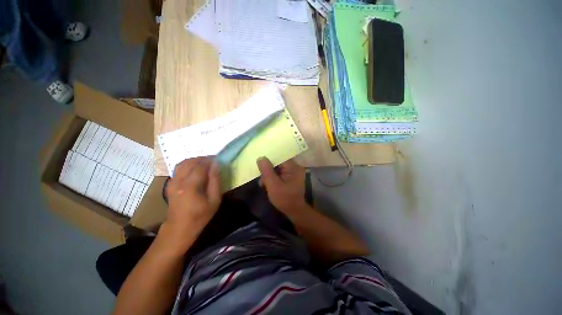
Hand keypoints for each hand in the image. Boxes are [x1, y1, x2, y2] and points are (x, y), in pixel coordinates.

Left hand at [164, 157, 221, 242]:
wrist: (179, 228)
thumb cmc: (200, 215)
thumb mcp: (214, 200)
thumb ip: (215, 181)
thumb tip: (216, 165)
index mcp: (190, 186)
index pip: (200, 166)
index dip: (210, 160)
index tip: (218, 158)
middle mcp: (179, 181)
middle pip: (190, 162)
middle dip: (202, 158)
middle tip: (212, 160)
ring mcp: (172, 182)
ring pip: (182, 163)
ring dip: (194, 160)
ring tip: (204, 163)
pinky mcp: (170, 184)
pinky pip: (178, 168)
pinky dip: (188, 165)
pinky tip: (195, 170)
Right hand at [257, 157, 306, 212]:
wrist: (294, 211)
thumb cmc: (284, 198)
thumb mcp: (273, 185)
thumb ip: (267, 171)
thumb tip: (261, 158)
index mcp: (293, 167)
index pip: (280, 157)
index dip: (269, 159)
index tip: (260, 164)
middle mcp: (295, 167)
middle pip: (279, 163)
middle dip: (268, 170)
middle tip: (261, 179)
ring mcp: (294, 173)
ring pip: (278, 168)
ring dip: (270, 175)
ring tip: (263, 184)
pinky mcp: (291, 177)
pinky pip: (280, 173)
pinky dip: (274, 177)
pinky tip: (268, 184)